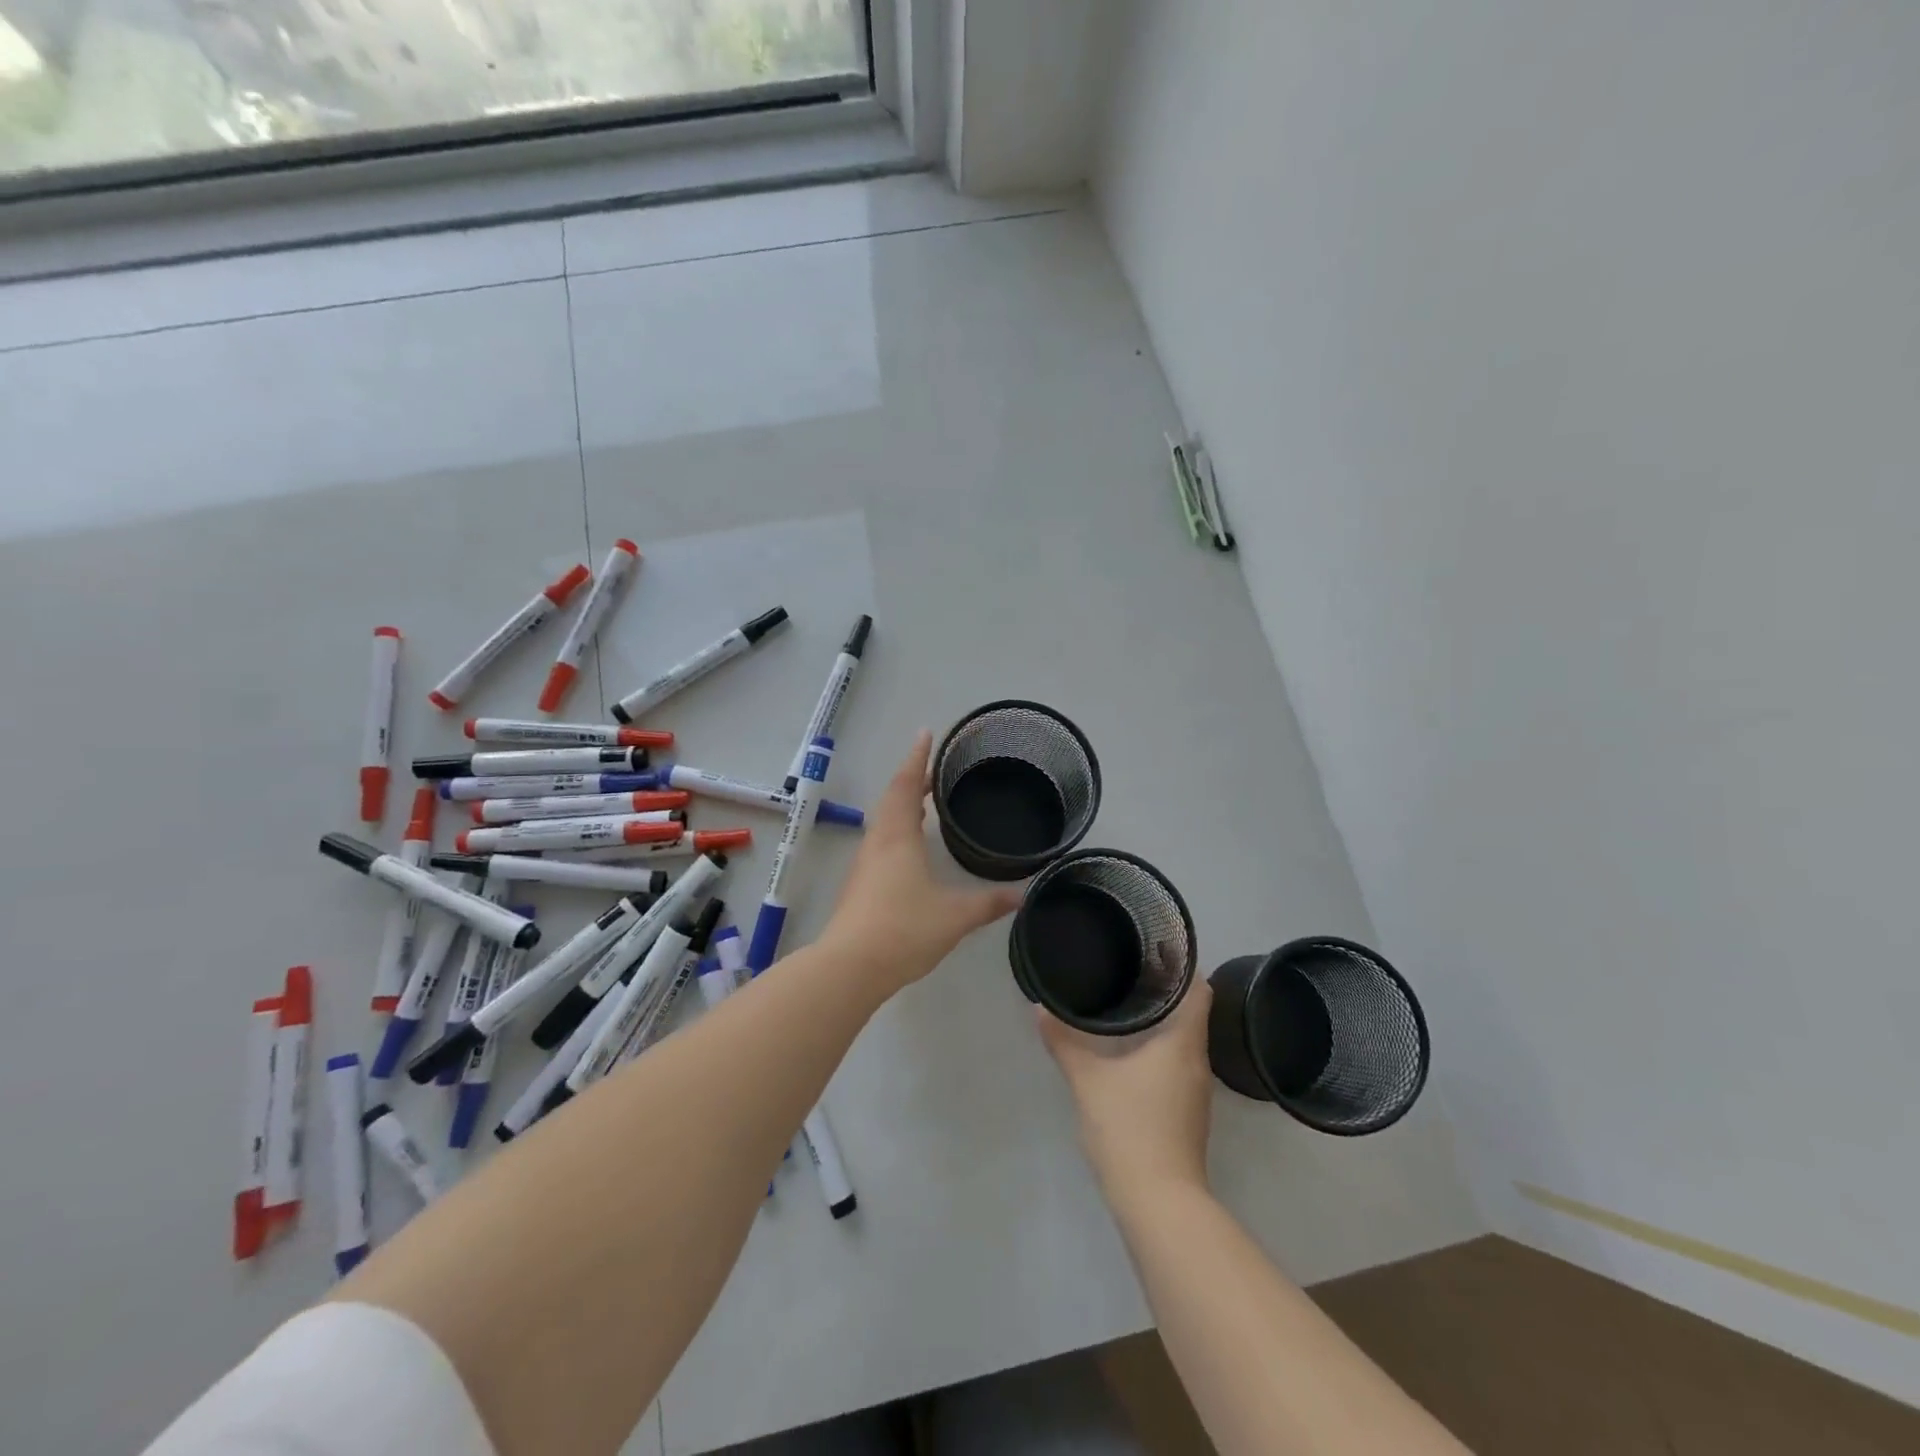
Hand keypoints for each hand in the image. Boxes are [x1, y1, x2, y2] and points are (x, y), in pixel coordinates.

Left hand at [823, 730, 1024, 994]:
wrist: (850, 967)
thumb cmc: (904, 929)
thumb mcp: (954, 916)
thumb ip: (988, 903)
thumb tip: (1021, 894)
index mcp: (898, 837)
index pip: (906, 785)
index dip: (918, 758)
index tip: (926, 734)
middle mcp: (878, 842)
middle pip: (892, 798)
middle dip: (912, 779)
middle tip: (934, 770)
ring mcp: (865, 864)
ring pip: (884, 821)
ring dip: (902, 804)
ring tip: (924, 801)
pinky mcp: (860, 885)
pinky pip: (881, 842)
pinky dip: (897, 829)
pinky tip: (910, 847)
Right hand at [1038, 978, 1214, 1199]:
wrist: (1158, 1202)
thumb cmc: (1129, 1127)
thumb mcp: (1087, 1080)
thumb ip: (1064, 1042)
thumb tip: (1040, 1009)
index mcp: (1183, 1043)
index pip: (1200, 991)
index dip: (1185, 967)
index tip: (1160, 948)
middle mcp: (1197, 1062)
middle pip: (1192, 1014)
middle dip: (1167, 991)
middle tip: (1133, 969)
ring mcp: (1196, 1092)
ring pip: (1185, 1042)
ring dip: (1164, 1023)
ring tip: (1130, 1004)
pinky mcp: (1188, 1114)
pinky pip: (1178, 1066)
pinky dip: (1161, 1050)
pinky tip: (1132, 1053)